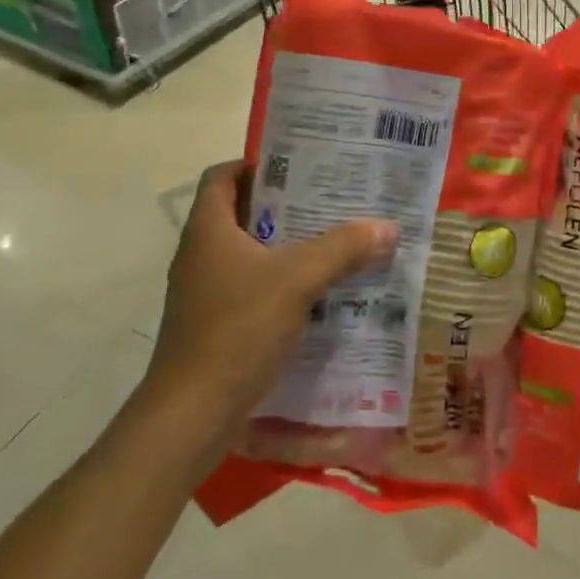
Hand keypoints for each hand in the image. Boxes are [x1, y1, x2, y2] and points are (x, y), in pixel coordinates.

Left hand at [143, 161, 396, 446]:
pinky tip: (323, 293)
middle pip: (245, 213)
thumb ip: (343, 248)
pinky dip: (286, 284)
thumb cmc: (237, 329)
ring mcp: (207, 292)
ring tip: (338, 242)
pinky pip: (256, 288)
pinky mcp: (217, 325)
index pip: (223, 175)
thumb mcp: (297, 280)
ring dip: (291, 247)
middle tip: (335, 201)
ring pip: (254, 254)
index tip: (301, 165)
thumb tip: (387, 226)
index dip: (257, 163)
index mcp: (209, 229)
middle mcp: (202, 254)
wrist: (192, 415)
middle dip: (289, 206)